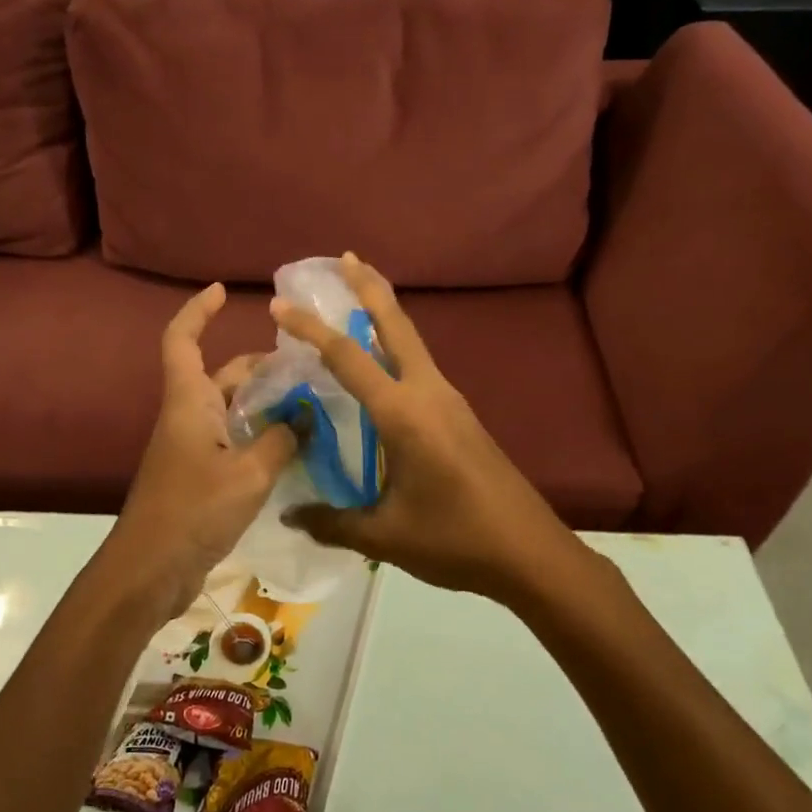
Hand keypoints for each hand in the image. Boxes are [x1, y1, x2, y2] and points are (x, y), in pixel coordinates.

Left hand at [105, 283, 297, 619]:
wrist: (150, 570)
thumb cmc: (193, 510)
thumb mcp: (249, 473)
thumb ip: (282, 440)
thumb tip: (306, 417)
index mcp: (189, 402)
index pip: (182, 340)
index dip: (198, 311)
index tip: (223, 292)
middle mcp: (189, 416)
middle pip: (223, 376)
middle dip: (262, 368)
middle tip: (310, 370)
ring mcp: (194, 448)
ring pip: (234, 412)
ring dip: (268, 406)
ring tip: (315, 408)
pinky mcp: (201, 477)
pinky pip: (236, 443)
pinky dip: (262, 438)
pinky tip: (297, 450)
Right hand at [272, 254, 583, 601]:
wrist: (532, 554)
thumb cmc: (456, 540)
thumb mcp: (385, 535)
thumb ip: (332, 521)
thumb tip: (288, 515)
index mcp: (404, 414)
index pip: (347, 357)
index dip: (310, 328)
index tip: (278, 306)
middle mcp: (428, 393)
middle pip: (396, 325)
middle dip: (368, 287)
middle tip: (344, 257)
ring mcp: (449, 401)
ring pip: (411, 342)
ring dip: (383, 313)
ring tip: (355, 298)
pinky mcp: (460, 415)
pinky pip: (419, 366)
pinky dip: (395, 347)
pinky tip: (380, 365)